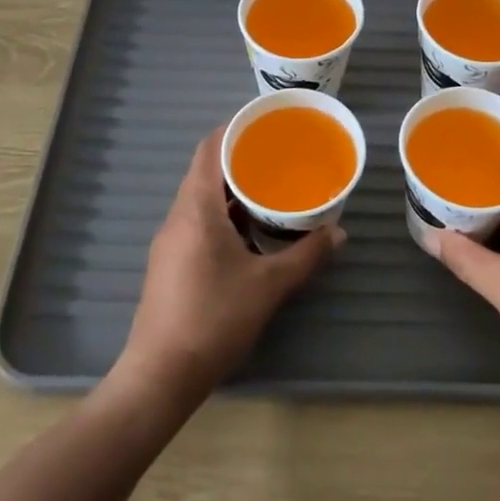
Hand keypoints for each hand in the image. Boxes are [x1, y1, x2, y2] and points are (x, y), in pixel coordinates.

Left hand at [116, 127, 342, 403]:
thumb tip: (339, 233)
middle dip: (241, 160)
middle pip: (207, 171)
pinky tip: (249, 233)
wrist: (160, 376)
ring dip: (233, 191)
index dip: (235, 129)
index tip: (266, 124)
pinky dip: (223, 215)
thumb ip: (307, 255)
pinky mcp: (169, 263)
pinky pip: (197, 221)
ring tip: (270, 191)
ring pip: (202, 199)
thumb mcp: (269, 286)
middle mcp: (178, 216)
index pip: (210, 148)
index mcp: (197, 208)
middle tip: (279, 158)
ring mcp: (169, 241)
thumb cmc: (214, 319)